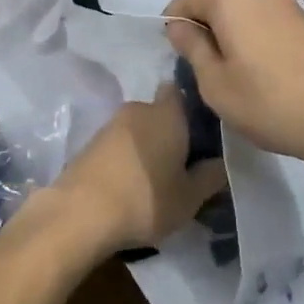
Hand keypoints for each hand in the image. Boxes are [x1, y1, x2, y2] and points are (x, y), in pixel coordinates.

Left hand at [51, 83, 227, 252]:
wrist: (81, 211)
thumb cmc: (146, 199)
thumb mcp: (189, 197)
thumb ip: (210, 176)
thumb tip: (221, 161)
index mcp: (167, 113)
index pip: (180, 91)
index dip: (190, 107)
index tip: (200, 132)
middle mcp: (139, 108)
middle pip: (160, 113)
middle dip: (169, 132)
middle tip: (182, 164)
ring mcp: (111, 123)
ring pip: (138, 129)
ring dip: (146, 146)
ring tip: (155, 179)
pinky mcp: (91, 142)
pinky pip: (119, 143)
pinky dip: (126, 157)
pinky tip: (130, 184)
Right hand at [164, 0, 303, 171]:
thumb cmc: (269, 103)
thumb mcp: (216, 85)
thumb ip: (193, 49)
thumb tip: (179, 26)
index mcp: (230, 0)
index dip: (174, 17)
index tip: (170, 43)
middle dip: (203, 13)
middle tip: (199, 51)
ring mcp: (286, 1)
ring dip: (230, 17)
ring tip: (229, 56)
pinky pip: (267, 10)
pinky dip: (254, 23)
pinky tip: (258, 57)